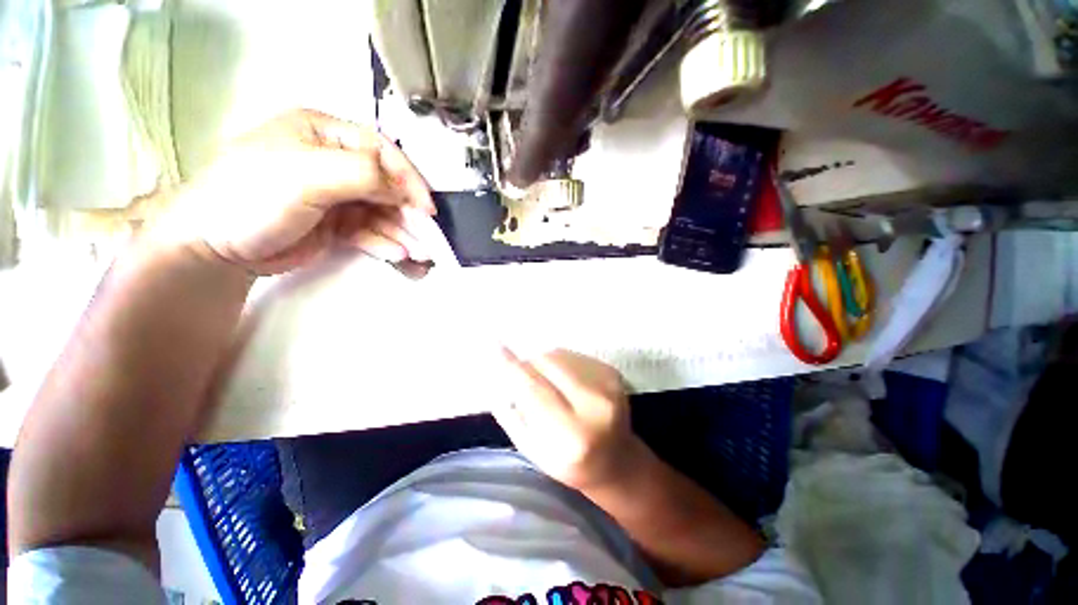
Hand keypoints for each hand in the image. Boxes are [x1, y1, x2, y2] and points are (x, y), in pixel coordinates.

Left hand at [159, 109, 436, 274]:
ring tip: (419, 255)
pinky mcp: (337, 224)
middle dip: (410, 215)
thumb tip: (403, 188)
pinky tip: (397, 257)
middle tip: (429, 240)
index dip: (409, 180)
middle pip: (387, 187)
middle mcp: (334, 163)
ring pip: (383, 213)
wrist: (214, 246)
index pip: (382, 152)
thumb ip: (362, 173)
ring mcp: (337, 196)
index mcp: (324, 135)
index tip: (427, 209)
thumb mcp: (306, 174)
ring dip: (403, 234)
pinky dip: (386, 244)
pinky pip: (371, 232)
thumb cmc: (252, 197)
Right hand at [494, 349, 646, 489]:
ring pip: (559, 354)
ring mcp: (608, 385)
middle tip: (524, 375)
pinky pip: (573, 355)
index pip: (534, 390)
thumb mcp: (534, 450)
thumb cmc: (570, 462)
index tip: (495, 346)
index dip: (513, 367)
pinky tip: (567, 383)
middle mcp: (595, 405)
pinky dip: (561, 363)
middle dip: (529, 363)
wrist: (617, 459)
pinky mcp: (612, 372)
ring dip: (544, 362)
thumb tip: (499, 375)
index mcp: (573, 435)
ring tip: (549, 384)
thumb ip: (512, 414)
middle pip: (548, 363)